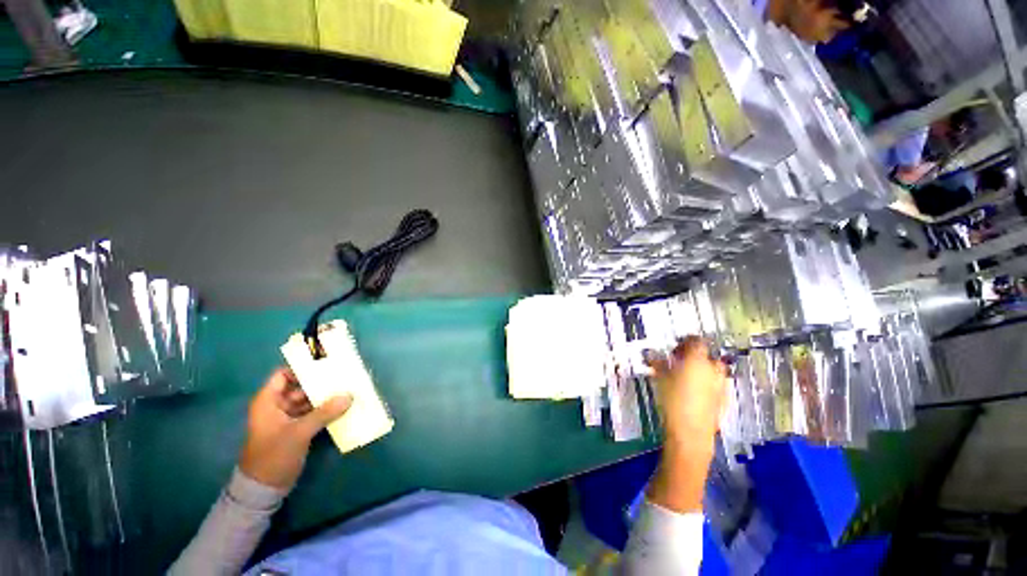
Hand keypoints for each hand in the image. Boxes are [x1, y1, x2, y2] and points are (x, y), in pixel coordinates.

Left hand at [238, 368, 351, 489]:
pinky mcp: (296, 429)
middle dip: (320, 382)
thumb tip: (349, 395)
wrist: (264, 489)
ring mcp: (287, 418)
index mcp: (269, 402)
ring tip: (347, 388)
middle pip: (299, 386)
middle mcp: (277, 406)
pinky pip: (312, 412)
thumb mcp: (299, 433)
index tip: (325, 363)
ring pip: (308, 400)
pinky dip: (325, 409)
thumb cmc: (273, 455)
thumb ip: (324, 413)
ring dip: (325, 396)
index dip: (302, 367)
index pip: (284, 374)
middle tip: (343, 375)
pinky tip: (341, 406)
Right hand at [649, 336, 726, 449]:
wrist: (690, 432)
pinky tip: (693, 392)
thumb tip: (655, 358)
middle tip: (678, 362)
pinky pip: (715, 384)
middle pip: (706, 354)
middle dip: (693, 356)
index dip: (685, 341)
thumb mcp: (661, 379)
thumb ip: (659, 364)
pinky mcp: (724, 399)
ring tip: (684, 377)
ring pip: (712, 369)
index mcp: (697, 360)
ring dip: (700, 369)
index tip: (676, 346)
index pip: (695, 340)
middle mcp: (713, 369)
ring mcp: (721, 384)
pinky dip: (706, 383)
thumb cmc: (673, 402)